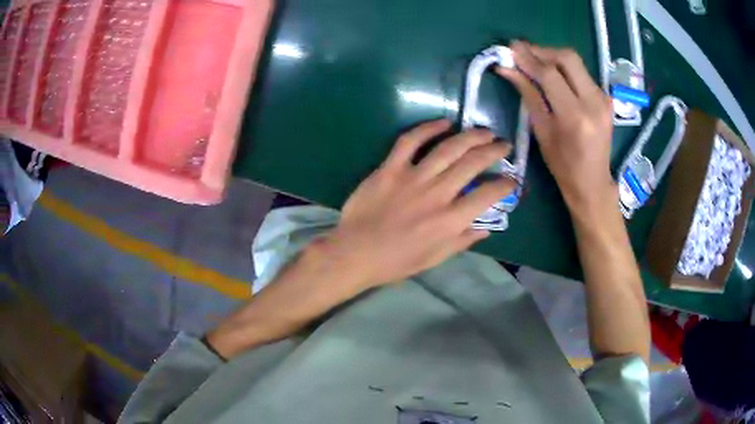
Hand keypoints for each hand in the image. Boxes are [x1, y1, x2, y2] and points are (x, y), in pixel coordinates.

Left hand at [321, 120, 515, 288]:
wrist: (355, 253)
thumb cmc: (396, 261)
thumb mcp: (435, 258)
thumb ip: (462, 240)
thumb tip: (486, 227)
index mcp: (450, 221)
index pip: (488, 195)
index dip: (506, 185)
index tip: (512, 179)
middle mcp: (436, 194)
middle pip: (473, 163)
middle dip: (494, 151)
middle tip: (504, 145)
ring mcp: (412, 177)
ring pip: (448, 148)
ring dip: (471, 136)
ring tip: (484, 132)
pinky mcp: (390, 168)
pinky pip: (411, 141)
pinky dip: (428, 128)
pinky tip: (444, 122)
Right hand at [497, 42, 616, 216]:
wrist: (593, 182)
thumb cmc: (563, 165)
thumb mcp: (542, 131)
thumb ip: (528, 94)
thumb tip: (507, 69)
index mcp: (575, 117)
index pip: (550, 74)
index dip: (528, 58)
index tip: (510, 48)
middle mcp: (594, 102)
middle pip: (568, 58)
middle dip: (542, 50)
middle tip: (523, 52)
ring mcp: (603, 98)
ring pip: (576, 62)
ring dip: (552, 57)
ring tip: (534, 61)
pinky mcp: (606, 97)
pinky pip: (582, 73)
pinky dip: (564, 68)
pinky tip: (553, 74)